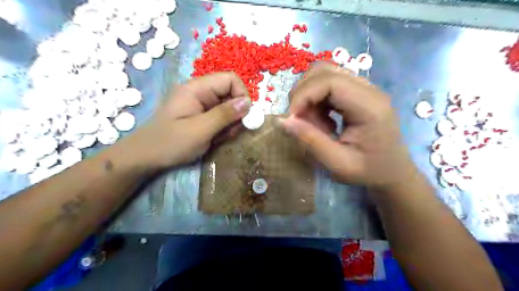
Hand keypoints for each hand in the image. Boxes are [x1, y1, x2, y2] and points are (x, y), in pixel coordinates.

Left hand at [129, 71, 252, 169]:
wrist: (146, 157)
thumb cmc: (171, 143)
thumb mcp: (200, 130)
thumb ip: (225, 114)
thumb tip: (248, 102)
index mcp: (197, 88)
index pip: (230, 79)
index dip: (242, 94)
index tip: (244, 116)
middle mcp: (200, 92)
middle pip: (231, 93)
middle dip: (236, 113)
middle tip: (230, 132)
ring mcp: (201, 104)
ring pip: (228, 107)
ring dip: (230, 123)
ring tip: (220, 138)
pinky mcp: (201, 115)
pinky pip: (221, 117)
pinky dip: (224, 128)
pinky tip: (216, 139)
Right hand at [282, 62, 415, 186]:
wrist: (393, 172)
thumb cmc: (368, 171)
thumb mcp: (337, 163)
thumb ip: (310, 140)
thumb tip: (281, 120)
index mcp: (369, 107)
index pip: (329, 81)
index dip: (303, 95)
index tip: (291, 118)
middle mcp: (369, 90)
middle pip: (324, 71)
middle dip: (303, 93)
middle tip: (300, 121)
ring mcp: (364, 88)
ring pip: (324, 74)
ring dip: (309, 95)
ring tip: (313, 121)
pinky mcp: (358, 92)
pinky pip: (329, 84)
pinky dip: (316, 99)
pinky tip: (322, 119)